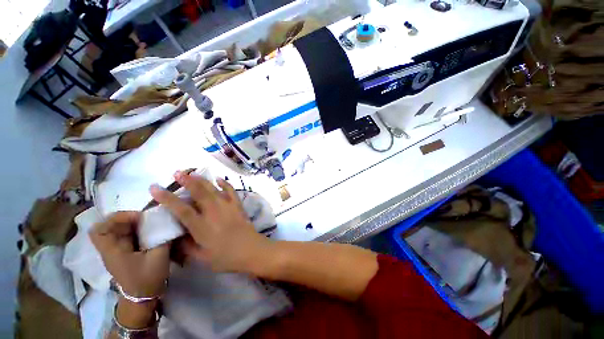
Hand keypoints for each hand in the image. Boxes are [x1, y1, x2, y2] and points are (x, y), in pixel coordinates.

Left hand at [89, 211, 169, 297]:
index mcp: (112, 251)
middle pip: (111, 226)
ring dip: (135, 223)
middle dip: (129, 218)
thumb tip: (169, 222)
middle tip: (148, 218)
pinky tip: (151, 231)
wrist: (143, 298)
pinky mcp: (125, 253)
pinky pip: (128, 235)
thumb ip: (163, 237)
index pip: (100, 230)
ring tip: (151, 223)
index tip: (138, 217)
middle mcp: (111, 249)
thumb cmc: (147, 279)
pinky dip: (138, 230)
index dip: (116, 218)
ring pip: (120, 230)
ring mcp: (117, 251)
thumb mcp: (159, 257)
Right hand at [150, 172, 270, 272]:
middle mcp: (213, 211)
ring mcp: (227, 206)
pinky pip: (231, 191)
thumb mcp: (201, 257)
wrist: (250, 250)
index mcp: (201, 226)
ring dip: (202, 180)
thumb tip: (176, 236)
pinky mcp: (237, 205)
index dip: (167, 198)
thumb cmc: (225, 257)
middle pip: (199, 192)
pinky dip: (225, 184)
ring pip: (213, 189)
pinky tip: (219, 179)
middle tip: (177, 173)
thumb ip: (186, 246)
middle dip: (187, 181)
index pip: (181, 209)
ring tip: (193, 173)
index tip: (155, 187)